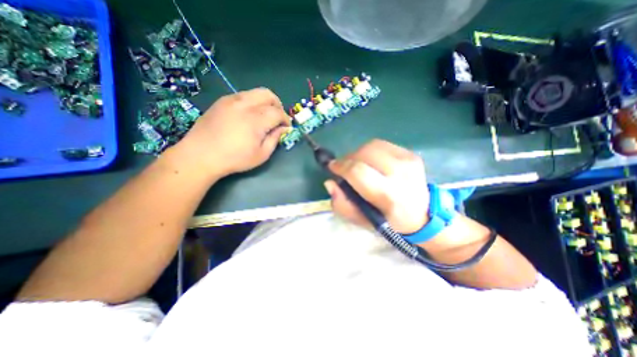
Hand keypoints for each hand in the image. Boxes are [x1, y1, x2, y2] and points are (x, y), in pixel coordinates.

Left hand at [174, 86, 290, 178]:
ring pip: (255, 92)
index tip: (286, 128)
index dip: (285, 120)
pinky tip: (248, 115)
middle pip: (268, 95)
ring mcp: (231, 100)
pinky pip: (243, 95)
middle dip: (278, 105)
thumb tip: (284, 129)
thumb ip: (275, 139)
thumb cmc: (234, 159)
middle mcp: (245, 104)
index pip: (278, 112)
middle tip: (277, 118)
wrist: (201, 155)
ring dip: (265, 102)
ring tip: (264, 116)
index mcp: (256, 120)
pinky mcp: (222, 101)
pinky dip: (252, 102)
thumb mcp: (261, 155)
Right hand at [325, 140, 429, 233]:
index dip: (341, 167)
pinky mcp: (410, 153)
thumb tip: (330, 183)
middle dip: (348, 159)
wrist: (422, 215)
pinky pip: (381, 145)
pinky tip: (370, 162)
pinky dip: (370, 151)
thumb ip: (342, 205)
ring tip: (357, 165)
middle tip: (344, 168)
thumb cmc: (389, 221)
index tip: (332, 168)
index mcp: (389, 195)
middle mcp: (401, 173)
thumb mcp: (362, 221)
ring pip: (372, 146)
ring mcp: (408, 160)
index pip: (358, 172)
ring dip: (358, 154)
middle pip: (364, 153)